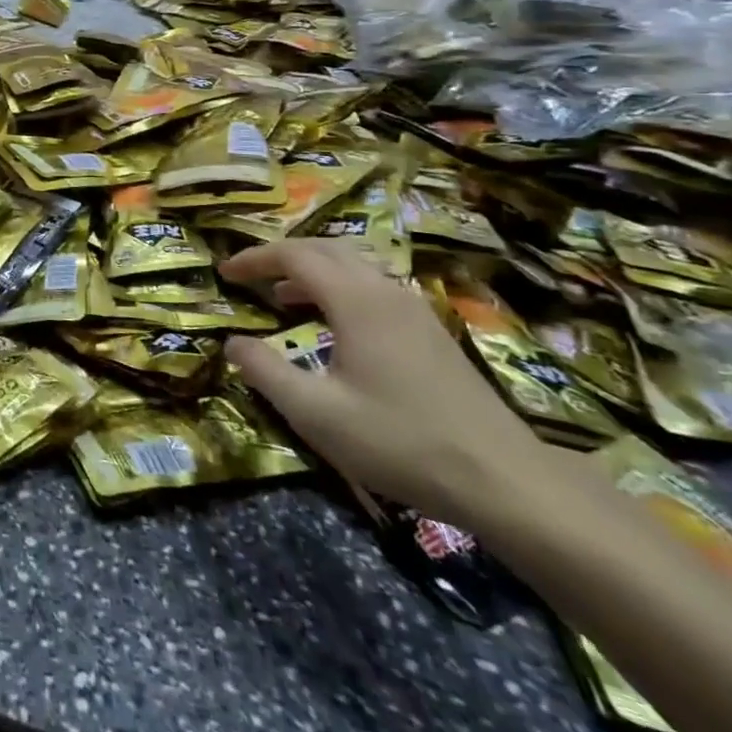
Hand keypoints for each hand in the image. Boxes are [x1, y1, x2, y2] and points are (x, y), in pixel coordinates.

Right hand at [221, 239, 548, 520]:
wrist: (507, 482)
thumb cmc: (401, 441)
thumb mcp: (315, 413)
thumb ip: (265, 371)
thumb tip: (232, 343)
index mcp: (356, 301)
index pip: (294, 256)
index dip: (255, 259)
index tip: (224, 273)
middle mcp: (386, 292)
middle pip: (327, 249)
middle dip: (282, 256)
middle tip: (250, 276)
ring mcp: (414, 311)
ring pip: (355, 266)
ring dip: (312, 271)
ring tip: (283, 297)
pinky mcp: (431, 334)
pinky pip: (374, 288)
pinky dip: (340, 289)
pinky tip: (333, 325)